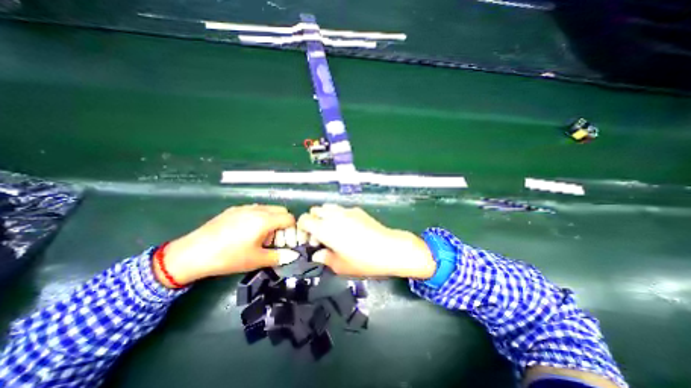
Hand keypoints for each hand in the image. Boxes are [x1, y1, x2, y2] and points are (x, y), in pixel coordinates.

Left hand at [156, 205, 299, 286]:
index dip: (292, 230)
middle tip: (275, 239)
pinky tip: (247, 232)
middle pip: (281, 210)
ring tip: (261, 236)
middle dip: (283, 224)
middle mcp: (257, 209)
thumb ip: (279, 256)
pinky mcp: (234, 209)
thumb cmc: (228, 257)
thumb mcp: (256, 260)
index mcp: (265, 220)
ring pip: (268, 208)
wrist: (191, 254)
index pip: (289, 218)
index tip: (286, 242)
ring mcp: (244, 207)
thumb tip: (293, 256)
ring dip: (272, 220)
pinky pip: (255, 209)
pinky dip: (260, 217)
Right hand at [297, 203, 436, 278]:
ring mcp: (346, 210)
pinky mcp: (358, 210)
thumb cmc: (364, 260)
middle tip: (320, 236)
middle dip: (313, 221)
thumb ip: (325, 259)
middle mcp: (334, 215)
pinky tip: (349, 228)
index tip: (308, 240)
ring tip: (333, 230)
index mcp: (325, 228)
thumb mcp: (341, 266)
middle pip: (315, 210)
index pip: (304, 219)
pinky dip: (338, 215)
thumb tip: (317, 255)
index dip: (302, 228)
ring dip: (325, 216)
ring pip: (328, 206)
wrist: (390, 248)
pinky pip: (342, 209)